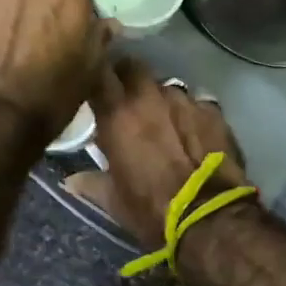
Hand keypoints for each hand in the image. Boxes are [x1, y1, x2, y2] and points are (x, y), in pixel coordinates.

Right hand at [63, 59, 247, 245]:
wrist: (210, 218)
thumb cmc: (153, 210)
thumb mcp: (114, 201)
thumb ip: (92, 183)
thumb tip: (71, 180)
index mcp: (117, 115)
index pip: (97, 73)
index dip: (95, 74)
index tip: (93, 85)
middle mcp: (149, 97)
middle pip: (133, 67)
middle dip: (128, 77)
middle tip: (126, 98)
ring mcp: (185, 100)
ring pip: (166, 85)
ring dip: (161, 98)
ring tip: (164, 120)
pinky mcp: (213, 111)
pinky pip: (197, 102)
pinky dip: (191, 113)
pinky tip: (194, 131)